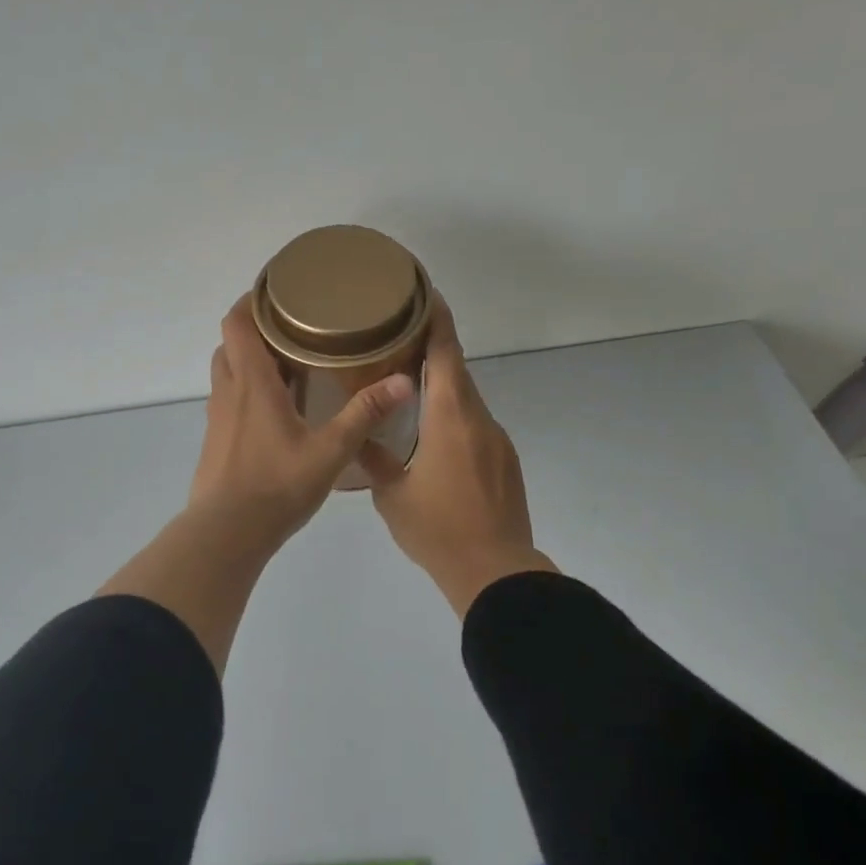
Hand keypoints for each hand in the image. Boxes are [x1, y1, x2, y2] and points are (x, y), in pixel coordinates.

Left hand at [101, 293, 416, 674]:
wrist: (227, 533)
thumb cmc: (276, 485)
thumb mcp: (330, 450)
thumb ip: (365, 414)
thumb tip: (403, 381)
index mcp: (252, 383)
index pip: (237, 322)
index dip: (251, 300)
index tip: (277, 291)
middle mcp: (229, 392)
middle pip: (232, 342)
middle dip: (257, 329)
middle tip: (293, 328)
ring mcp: (218, 418)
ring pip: (228, 372)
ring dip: (251, 360)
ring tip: (290, 363)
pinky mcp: (217, 441)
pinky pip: (230, 400)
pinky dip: (248, 390)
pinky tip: (279, 409)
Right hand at [358, 294, 556, 616]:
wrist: (495, 571)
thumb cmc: (438, 529)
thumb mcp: (391, 494)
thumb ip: (374, 457)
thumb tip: (359, 435)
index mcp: (450, 417)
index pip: (446, 352)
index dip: (436, 319)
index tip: (423, 293)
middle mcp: (479, 419)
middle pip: (457, 371)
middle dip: (432, 350)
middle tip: (398, 340)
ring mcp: (497, 441)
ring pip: (466, 400)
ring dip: (442, 388)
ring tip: (408, 389)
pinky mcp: (505, 462)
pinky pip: (475, 425)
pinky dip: (453, 417)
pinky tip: (432, 438)